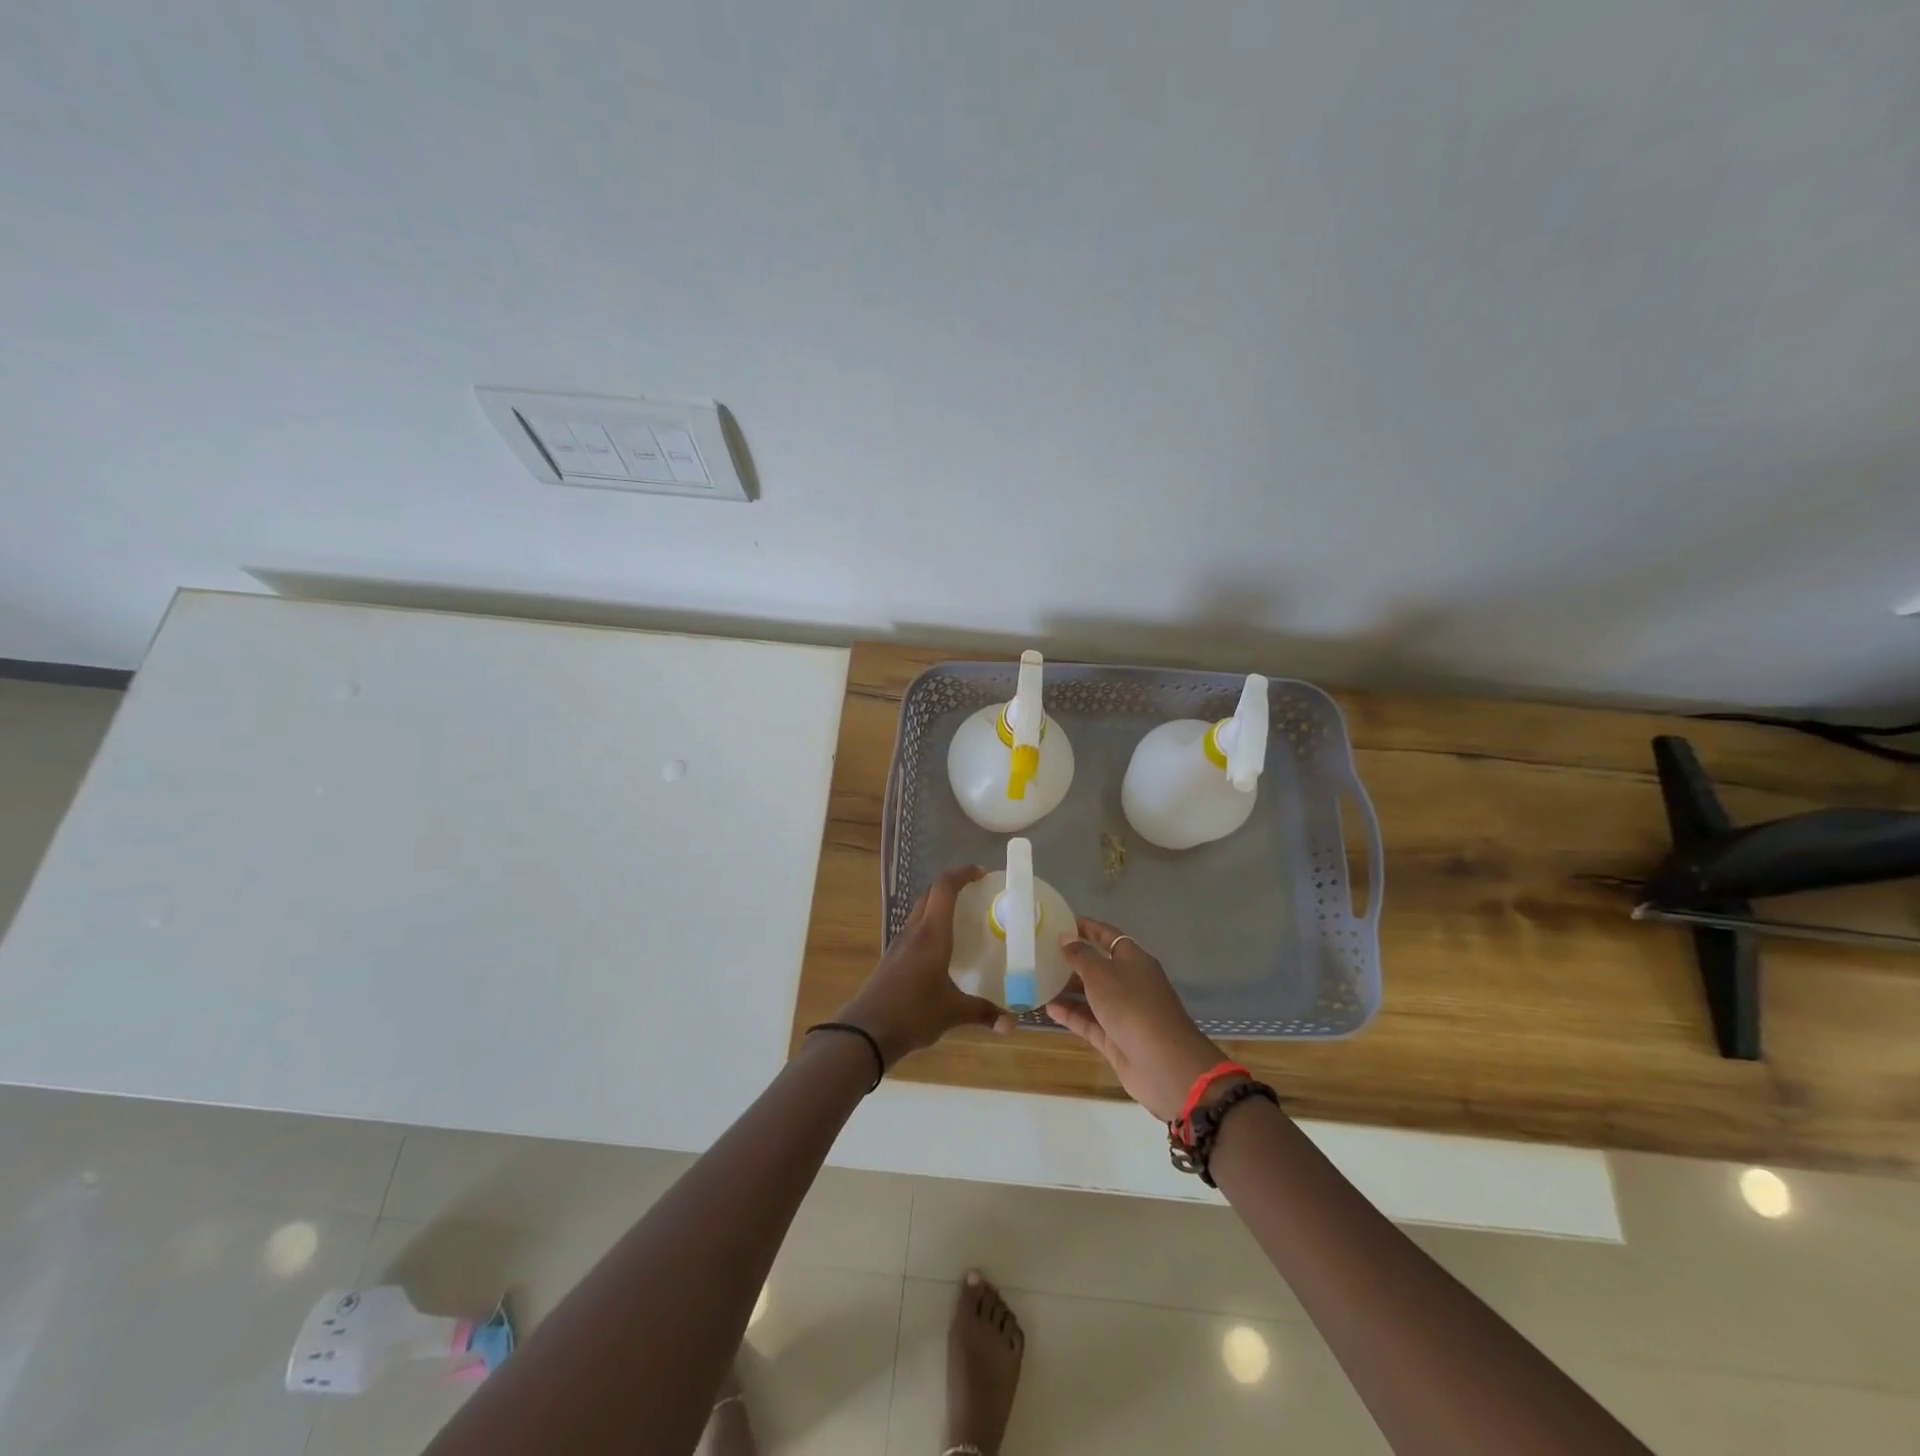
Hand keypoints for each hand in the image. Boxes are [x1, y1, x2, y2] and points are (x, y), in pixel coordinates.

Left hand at [834, 865, 1013, 1066]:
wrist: (865, 1032)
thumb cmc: (913, 1013)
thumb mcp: (953, 1012)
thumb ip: (984, 1013)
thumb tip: (1012, 1024)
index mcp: (931, 933)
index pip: (944, 887)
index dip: (962, 873)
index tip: (982, 874)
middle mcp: (914, 931)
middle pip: (930, 894)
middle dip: (952, 886)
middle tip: (976, 894)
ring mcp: (899, 944)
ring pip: (920, 911)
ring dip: (938, 905)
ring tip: (962, 918)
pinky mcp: (892, 958)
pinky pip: (914, 930)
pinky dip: (929, 926)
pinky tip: (941, 948)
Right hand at [1044, 919, 1225, 1121]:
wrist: (1164, 1063)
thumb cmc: (1132, 1006)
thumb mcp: (1101, 974)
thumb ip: (1081, 955)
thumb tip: (1066, 937)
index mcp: (1134, 960)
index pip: (1109, 936)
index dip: (1088, 928)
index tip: (1062, 923)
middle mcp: (1130, 983)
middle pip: (1099, 967)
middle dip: (1073, 961)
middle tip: (1042, 955)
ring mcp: (1124, 1013)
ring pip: (1093, 996)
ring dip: (1069, 990)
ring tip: (1039, 982)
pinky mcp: (1116, 1039)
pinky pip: (1090, 1022)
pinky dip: (1071, 1015)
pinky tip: (1048, 1009)